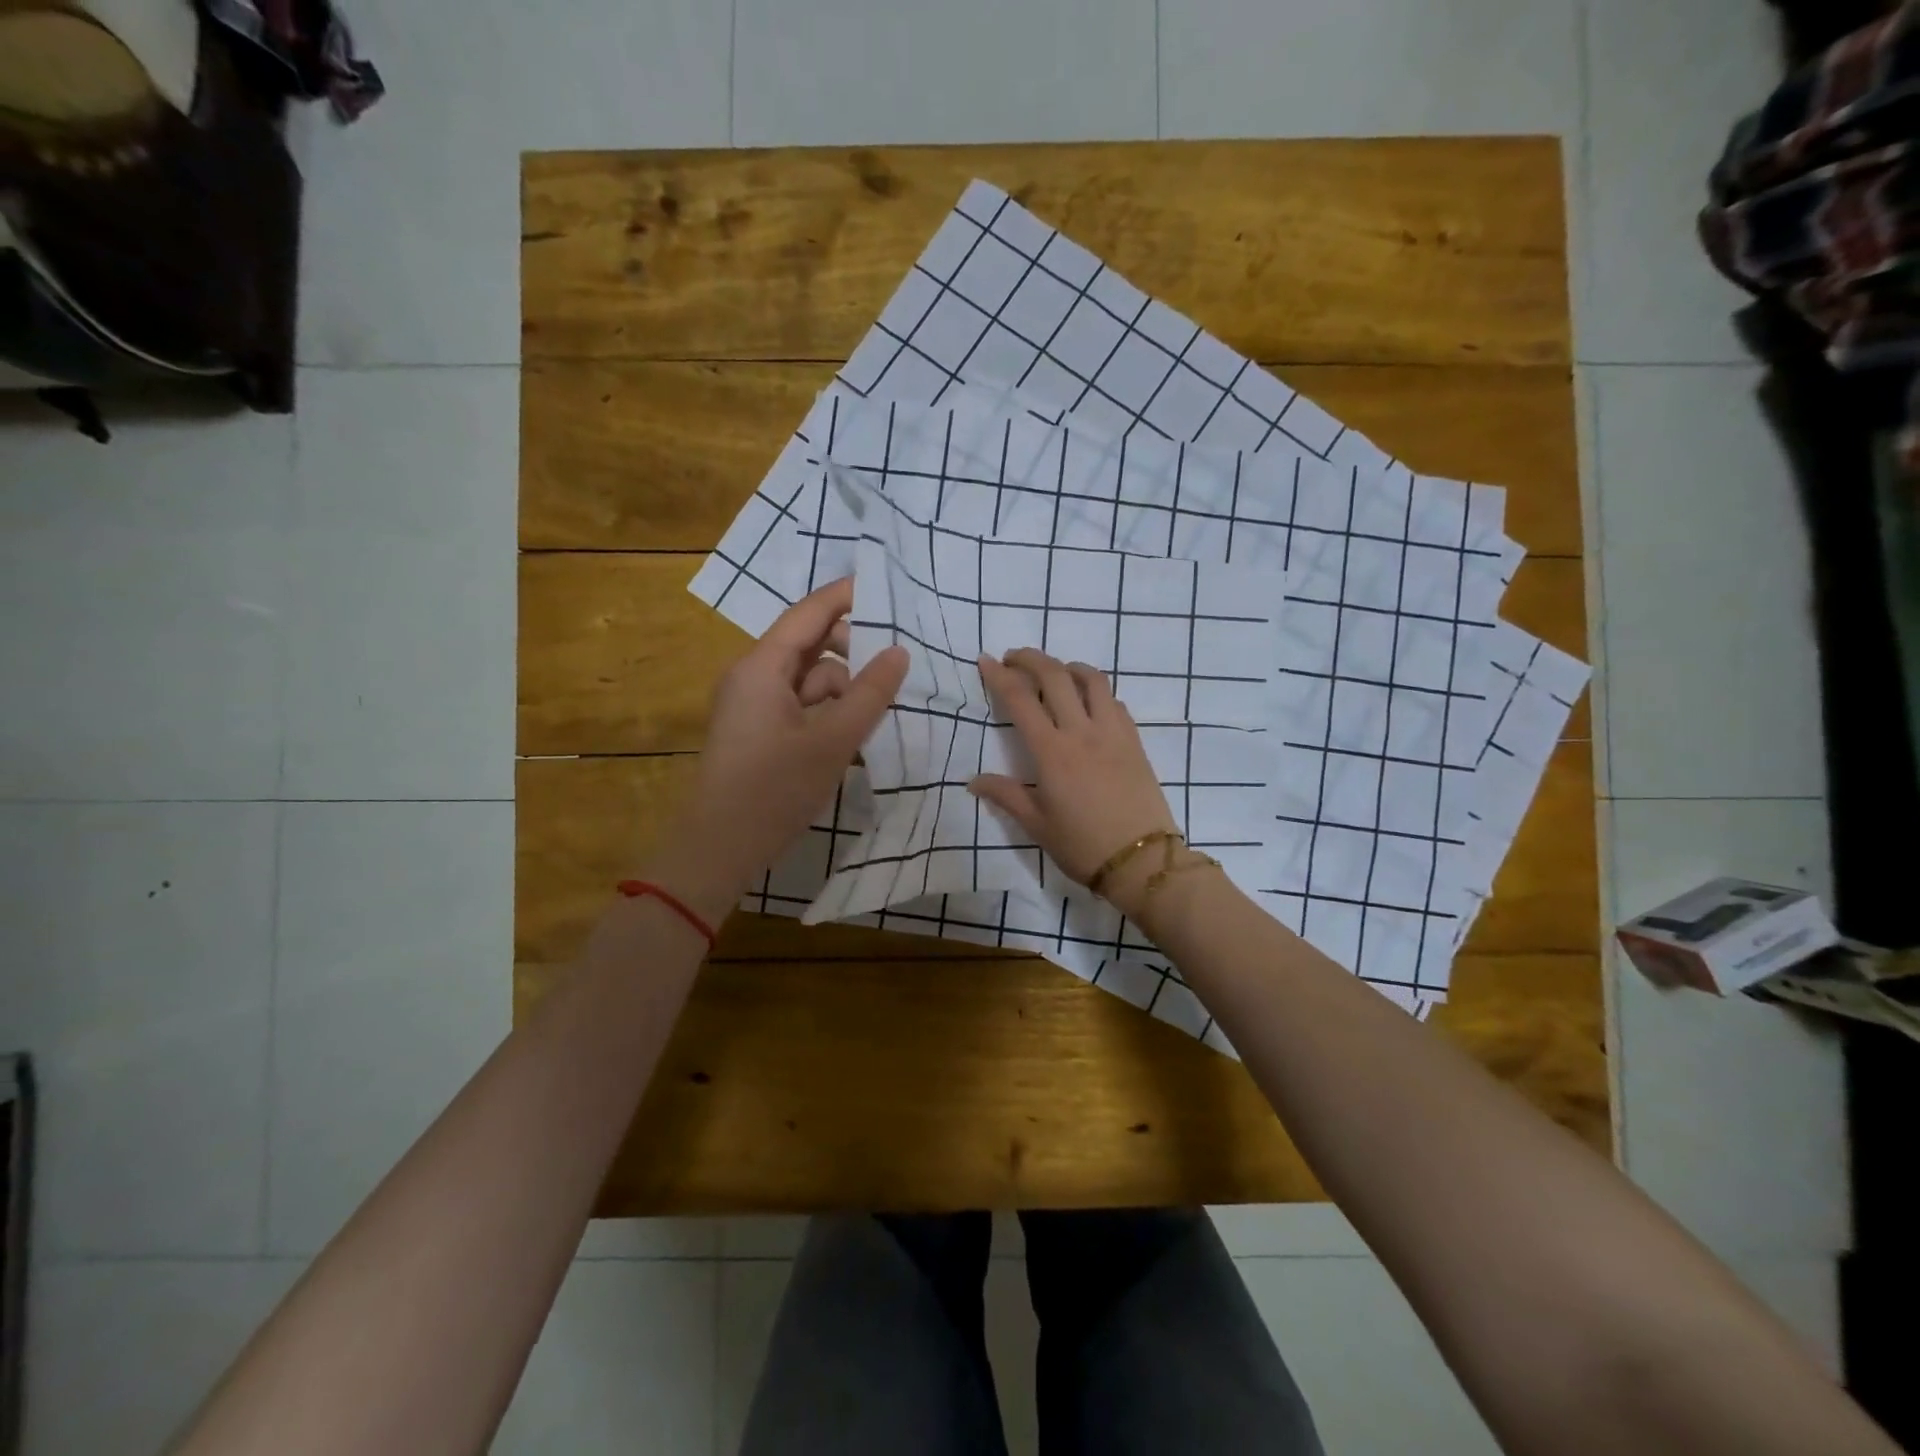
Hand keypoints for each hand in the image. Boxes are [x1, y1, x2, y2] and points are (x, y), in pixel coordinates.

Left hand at [644, 579, 908, 925]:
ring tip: (880, 717)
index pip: (809, 613)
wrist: (719, 850)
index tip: (888, 588)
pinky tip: (856, 738)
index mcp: (762, 667)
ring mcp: (753, 706)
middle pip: (811, 646)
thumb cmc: (773, 791)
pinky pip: (801, 707)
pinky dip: (829, 715)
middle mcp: (753, 677)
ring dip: (845, 692)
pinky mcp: (758, 733)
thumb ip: (869, 694)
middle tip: (896, 669)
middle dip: (853, 655)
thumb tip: (899, 652)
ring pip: (810, 681)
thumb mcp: (832, 741)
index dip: (847, 596)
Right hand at [968, 648, 1180, 919]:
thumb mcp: (1037, 825)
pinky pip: (1114, 700)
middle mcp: (1082, 731)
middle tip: (1013, 658)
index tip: (986, 661)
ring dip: (1067, 666)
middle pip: (1055, 676)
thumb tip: (974, 781)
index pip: (1020, 699)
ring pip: (1091, 679)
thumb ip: (1006, 795)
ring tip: (1053, 671)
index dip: (1000, 676)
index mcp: (1052, 752)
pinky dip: (1095, 690)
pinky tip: (1087, 702)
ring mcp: (1113, 732)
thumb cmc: (1083, 846)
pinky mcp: (1134, 740)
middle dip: (1030, 658)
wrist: (1142, 860)